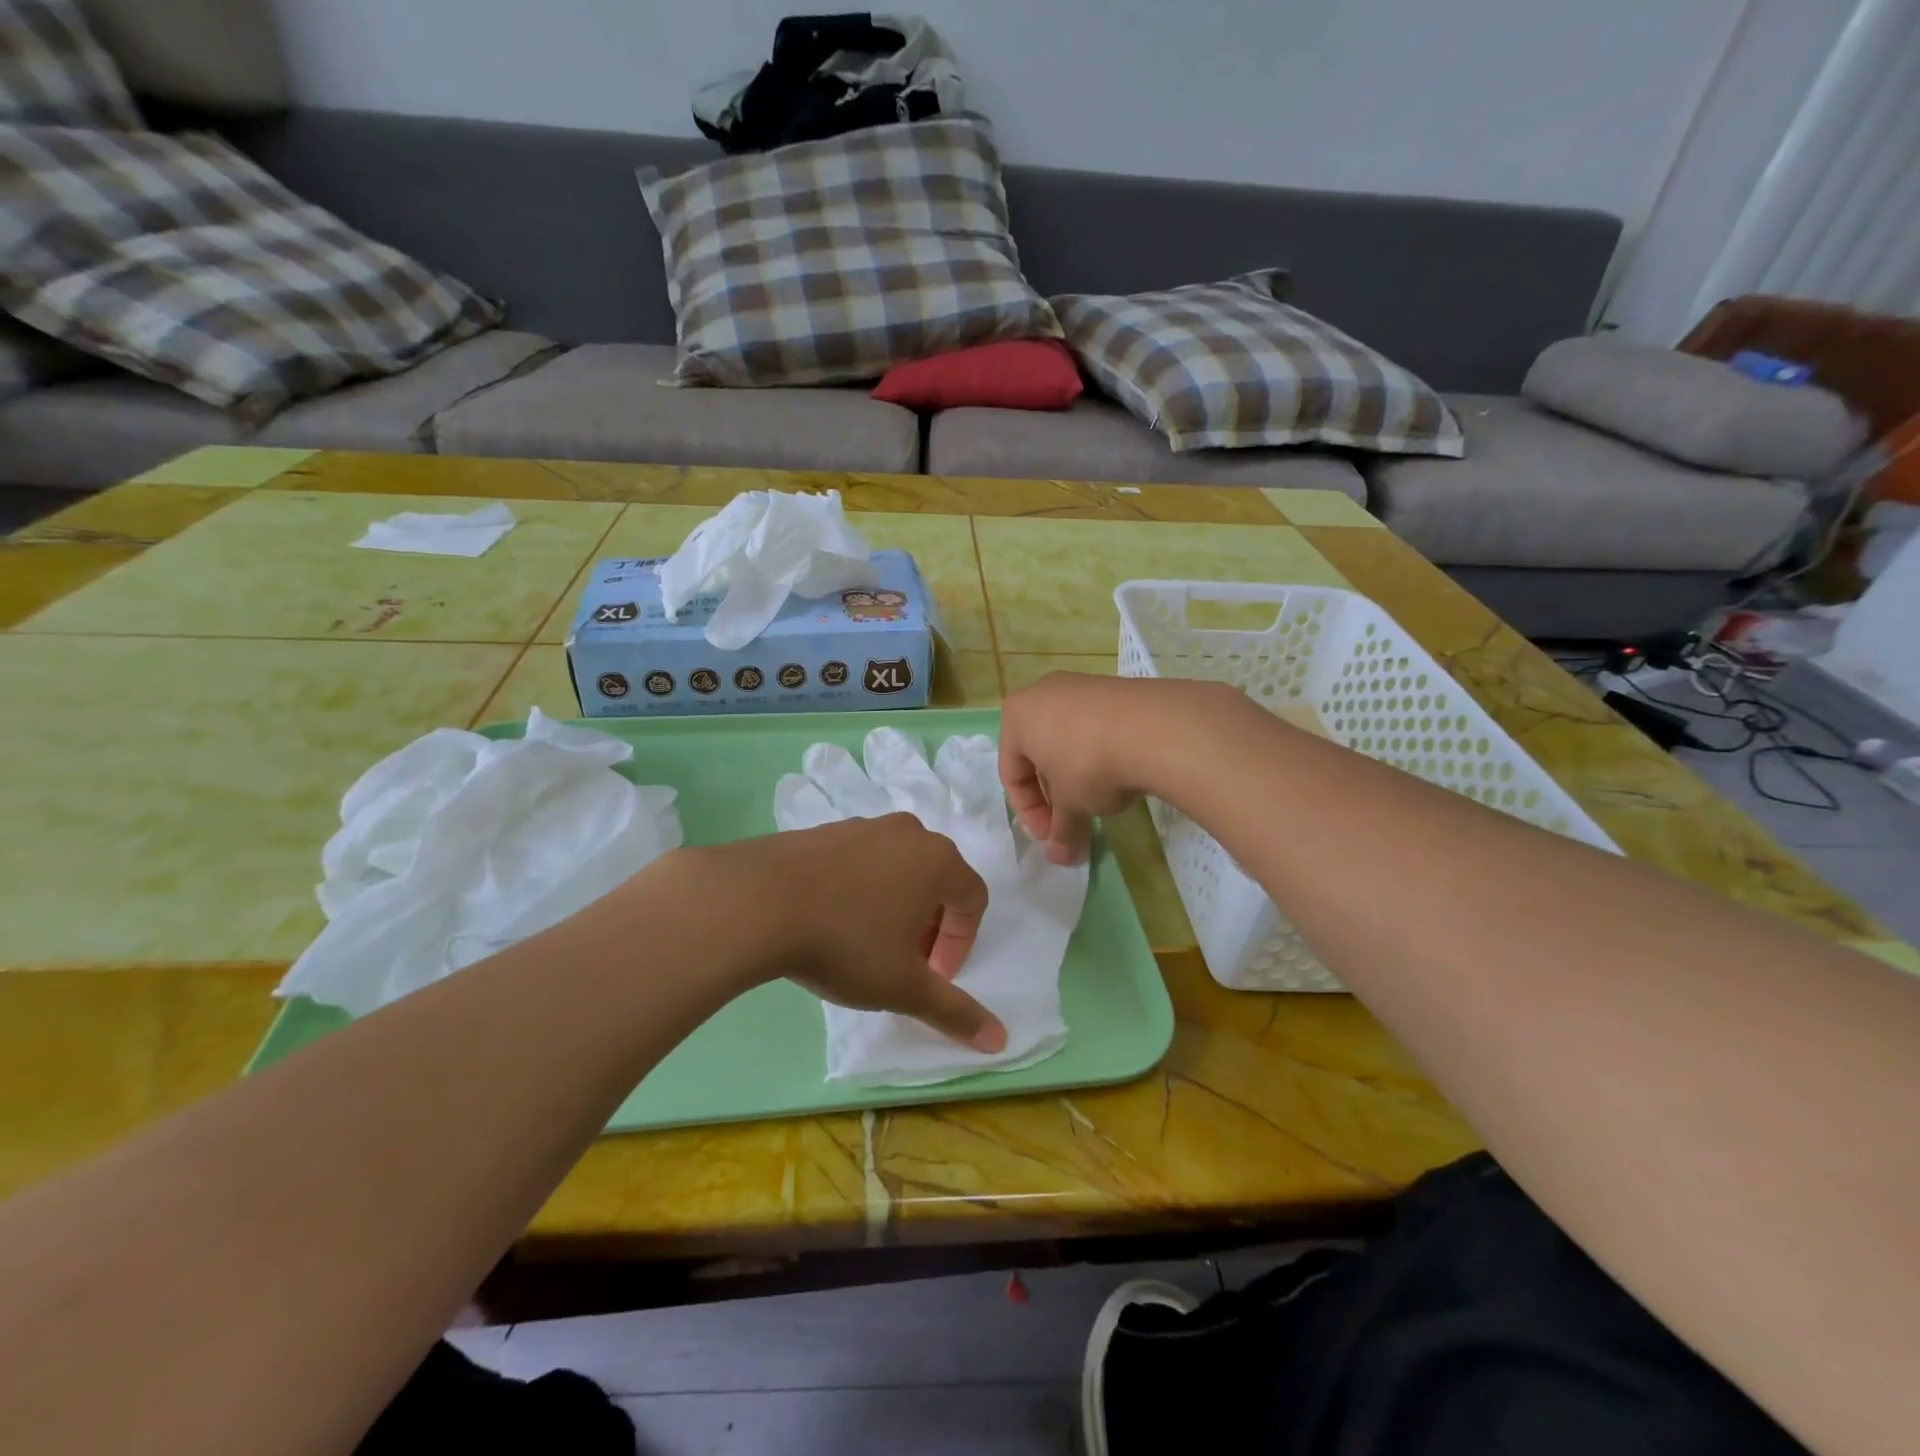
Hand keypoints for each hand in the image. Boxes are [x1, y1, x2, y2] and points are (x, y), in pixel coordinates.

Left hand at [664, 816, 1007, 1052]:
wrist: (758, 901)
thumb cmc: (847, 943)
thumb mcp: (904, 987)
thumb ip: (953, 1011)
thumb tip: (999, 1041)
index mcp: (939, 861)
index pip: (973, 900)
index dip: (960, 943)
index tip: (933, 975)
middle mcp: (908, 833)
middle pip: (936, 880)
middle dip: (929, 924)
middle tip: (904, 961)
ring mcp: (863, 826)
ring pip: (896, 868)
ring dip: (894, 906)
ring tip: (865, 943)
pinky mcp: (824, 830)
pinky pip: (858, 861)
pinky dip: (858, 889)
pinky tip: (829, 919)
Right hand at [999, 674, 1250, 863]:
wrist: (1155, 728)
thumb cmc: (1089, 764)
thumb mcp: (1072, 806)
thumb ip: (1062, 831)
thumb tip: (1060, 858)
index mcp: (1017, 716)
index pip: (1012, 774)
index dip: (1030, 813)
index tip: (1053, 837)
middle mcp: (1043, 693)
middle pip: (1039, 755)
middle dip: (1054, 795)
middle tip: (1072, 823)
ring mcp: (1081, 686)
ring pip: (1068, 740)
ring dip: (1077, 776)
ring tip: (1099, 802)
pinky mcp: (1115, 687)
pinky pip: (1096, 728)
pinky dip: (1101, 754)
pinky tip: (1121, 775)